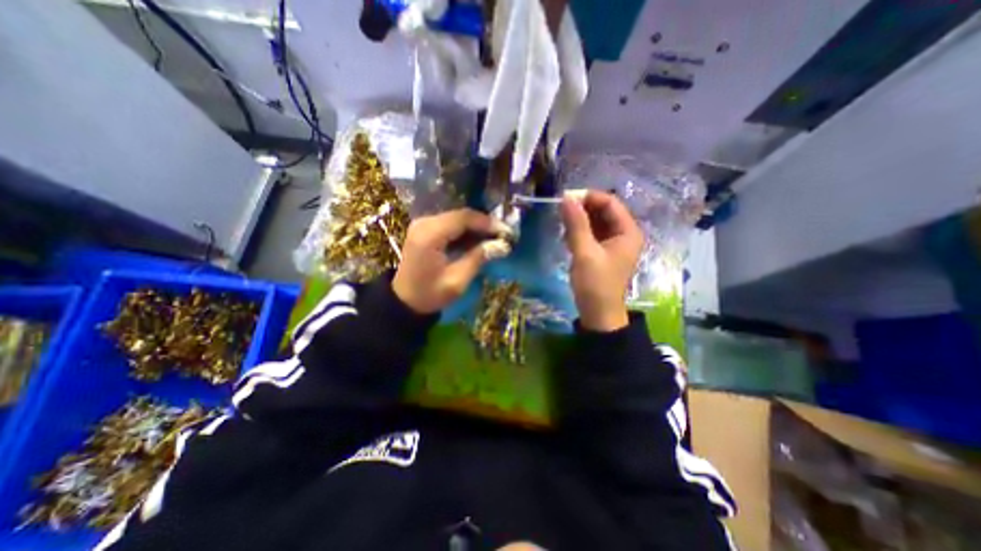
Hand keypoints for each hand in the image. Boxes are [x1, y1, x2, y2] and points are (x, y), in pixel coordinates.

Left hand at [394, 209, 514, 314]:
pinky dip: (465, 231)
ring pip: (456, 218)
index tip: (506, 231)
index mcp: (430, 235)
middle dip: (483, 224)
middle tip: (503, 235)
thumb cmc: (430, 295)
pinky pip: (449, 225)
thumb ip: (478, 258)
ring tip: (494, 238)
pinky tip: (478, 240)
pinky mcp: (424, 230)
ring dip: (475, 227)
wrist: (405, 301)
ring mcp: (423, 225)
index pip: (463, 218)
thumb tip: (502, 245)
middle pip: (460, 215)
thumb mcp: (457, 281)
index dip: (486, 222)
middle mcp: (424, 223)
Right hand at [560, 190, 643, 329]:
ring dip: (579, 221)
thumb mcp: (585, 253)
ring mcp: (613, 243)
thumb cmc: (595, 284)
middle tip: (561, 211)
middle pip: (603, 211)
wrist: (598, 314)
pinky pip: (592, 233)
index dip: (589, 197)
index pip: (610, 203)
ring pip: (596, 222)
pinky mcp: (603, 252)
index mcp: (628, 232)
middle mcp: (624, 234)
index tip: (566, 199)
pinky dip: (579, 232)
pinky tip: (567, 237)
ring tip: (563, 226)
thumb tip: (566, 198)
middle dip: (583, 209)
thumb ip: (576, 225)